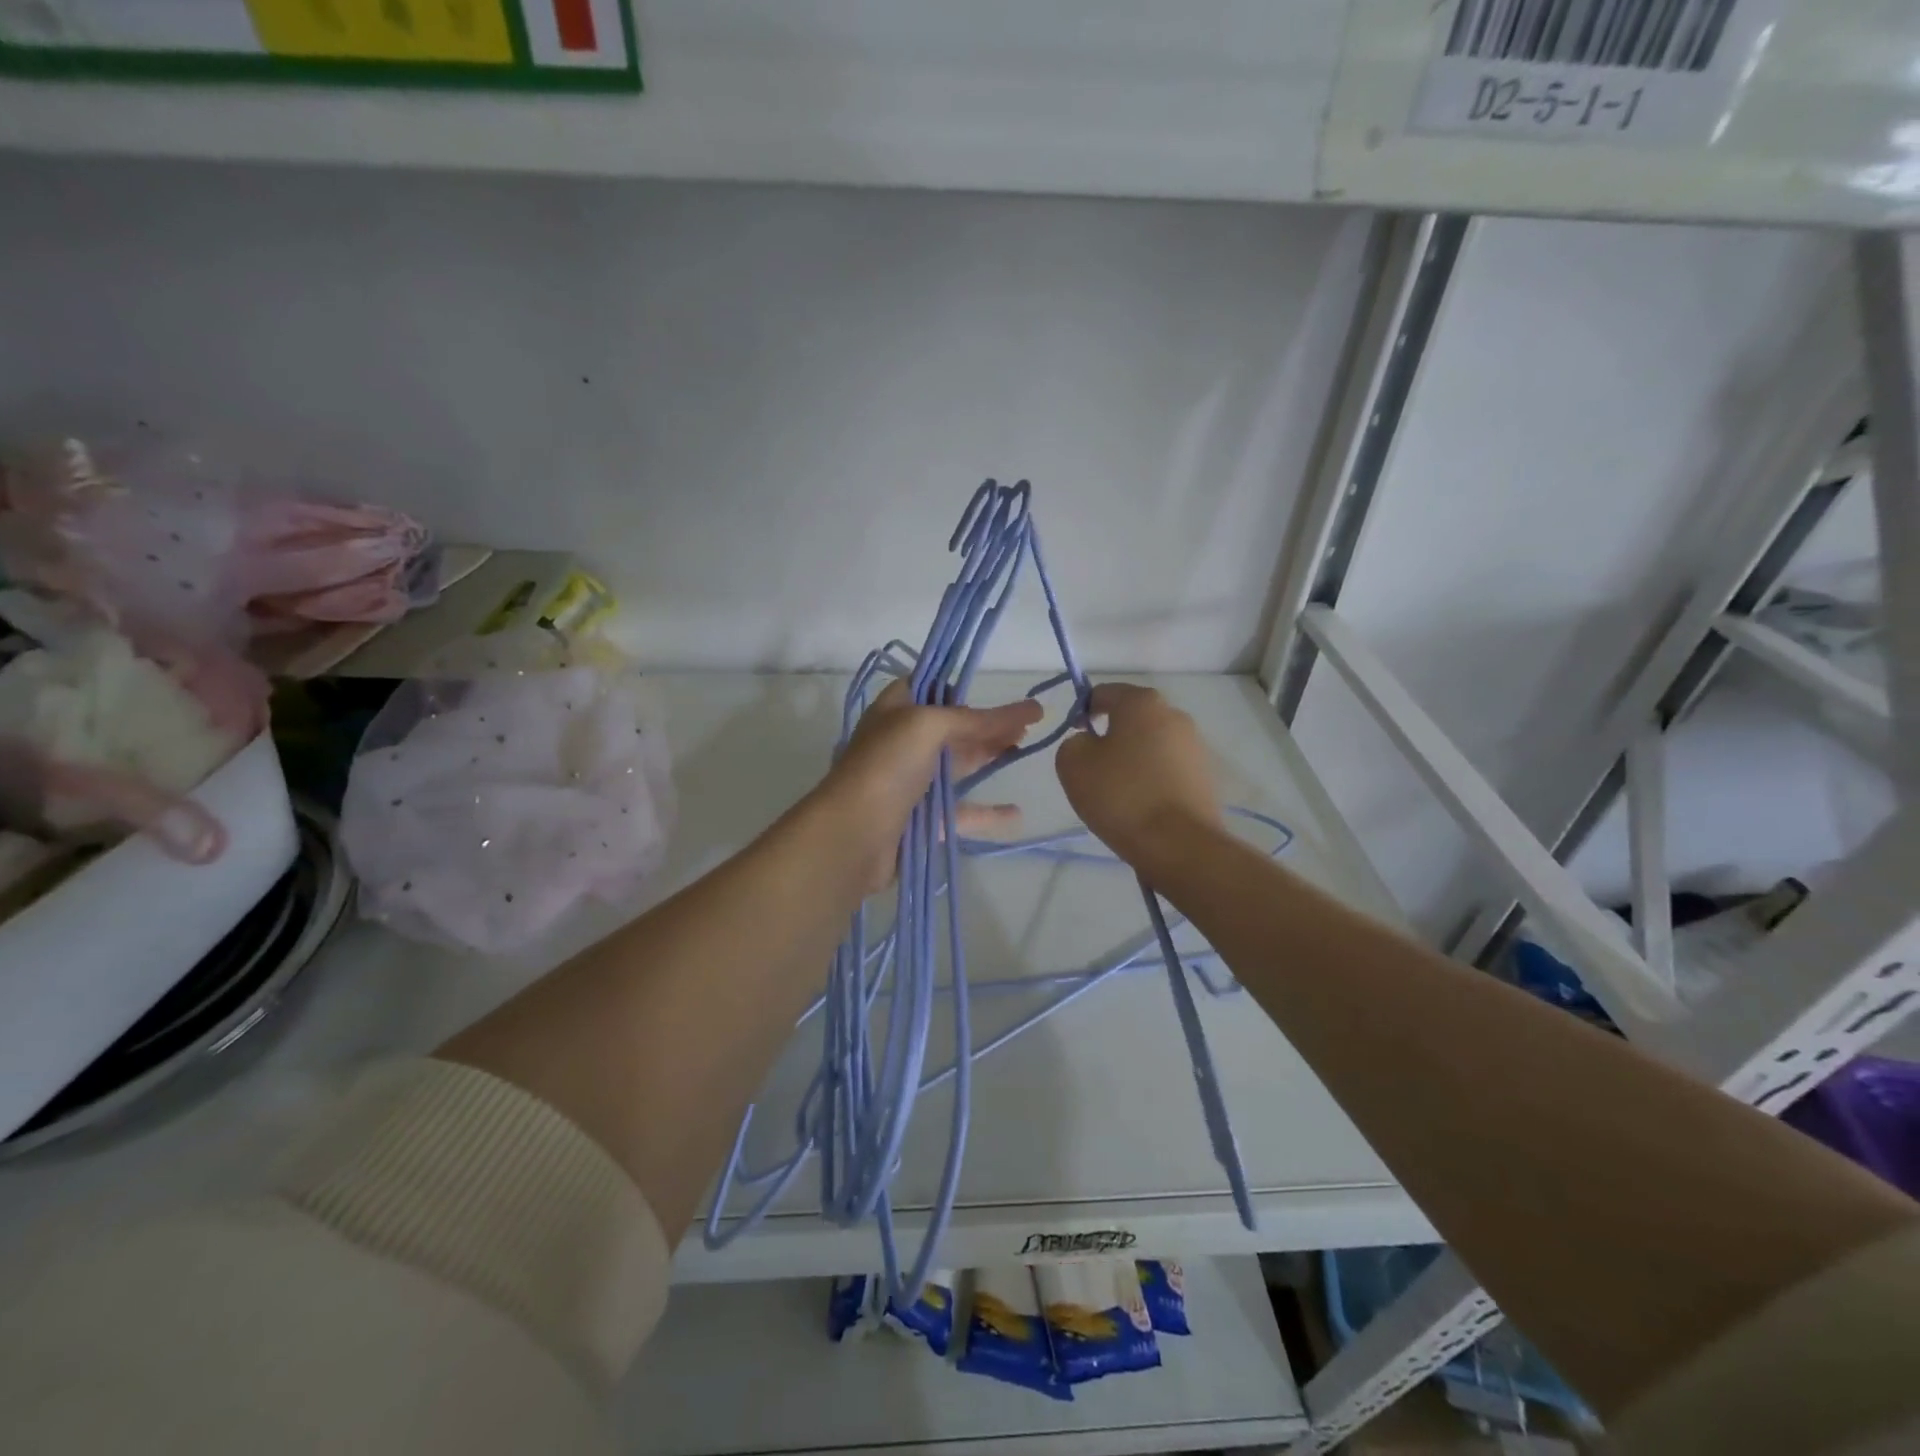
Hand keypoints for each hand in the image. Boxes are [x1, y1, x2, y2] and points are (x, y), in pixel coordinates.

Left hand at [820, 681, 1043, 892]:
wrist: (854, 834)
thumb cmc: (887, 766)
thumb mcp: (929, 725)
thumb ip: (977, 719)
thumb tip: (1032, 708)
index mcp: (895, 711)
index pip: (930, 688)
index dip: (962, 688)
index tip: (997, 692)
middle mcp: (902, 743)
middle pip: (951, 728)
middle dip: (987, 724)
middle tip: (1029, 723)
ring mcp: (911, 783)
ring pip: (957, 766)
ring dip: (990, 757)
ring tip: (1025, 751)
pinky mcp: (922, 820)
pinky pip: (961, 812)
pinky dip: (987, 811)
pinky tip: (1016, 812)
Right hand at [1055, 683, 1222, 870]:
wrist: (1178, 844)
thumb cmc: (1121, 796)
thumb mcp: (1072, 764)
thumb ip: (1073, 742)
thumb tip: (1089, 743)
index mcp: (1142, 702)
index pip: (1103, 693)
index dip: (1082, 712)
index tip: (1074, 739)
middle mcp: (1174, 714)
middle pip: (1132, 718)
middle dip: (1111, 736)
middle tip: (1093, 769)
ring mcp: (1195, 746)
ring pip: (1151, 744)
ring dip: (1133, 759)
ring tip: (1118, 793)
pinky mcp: (1205, 776)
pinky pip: (1168, 769)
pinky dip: (1152, 779)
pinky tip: (1141, 806)